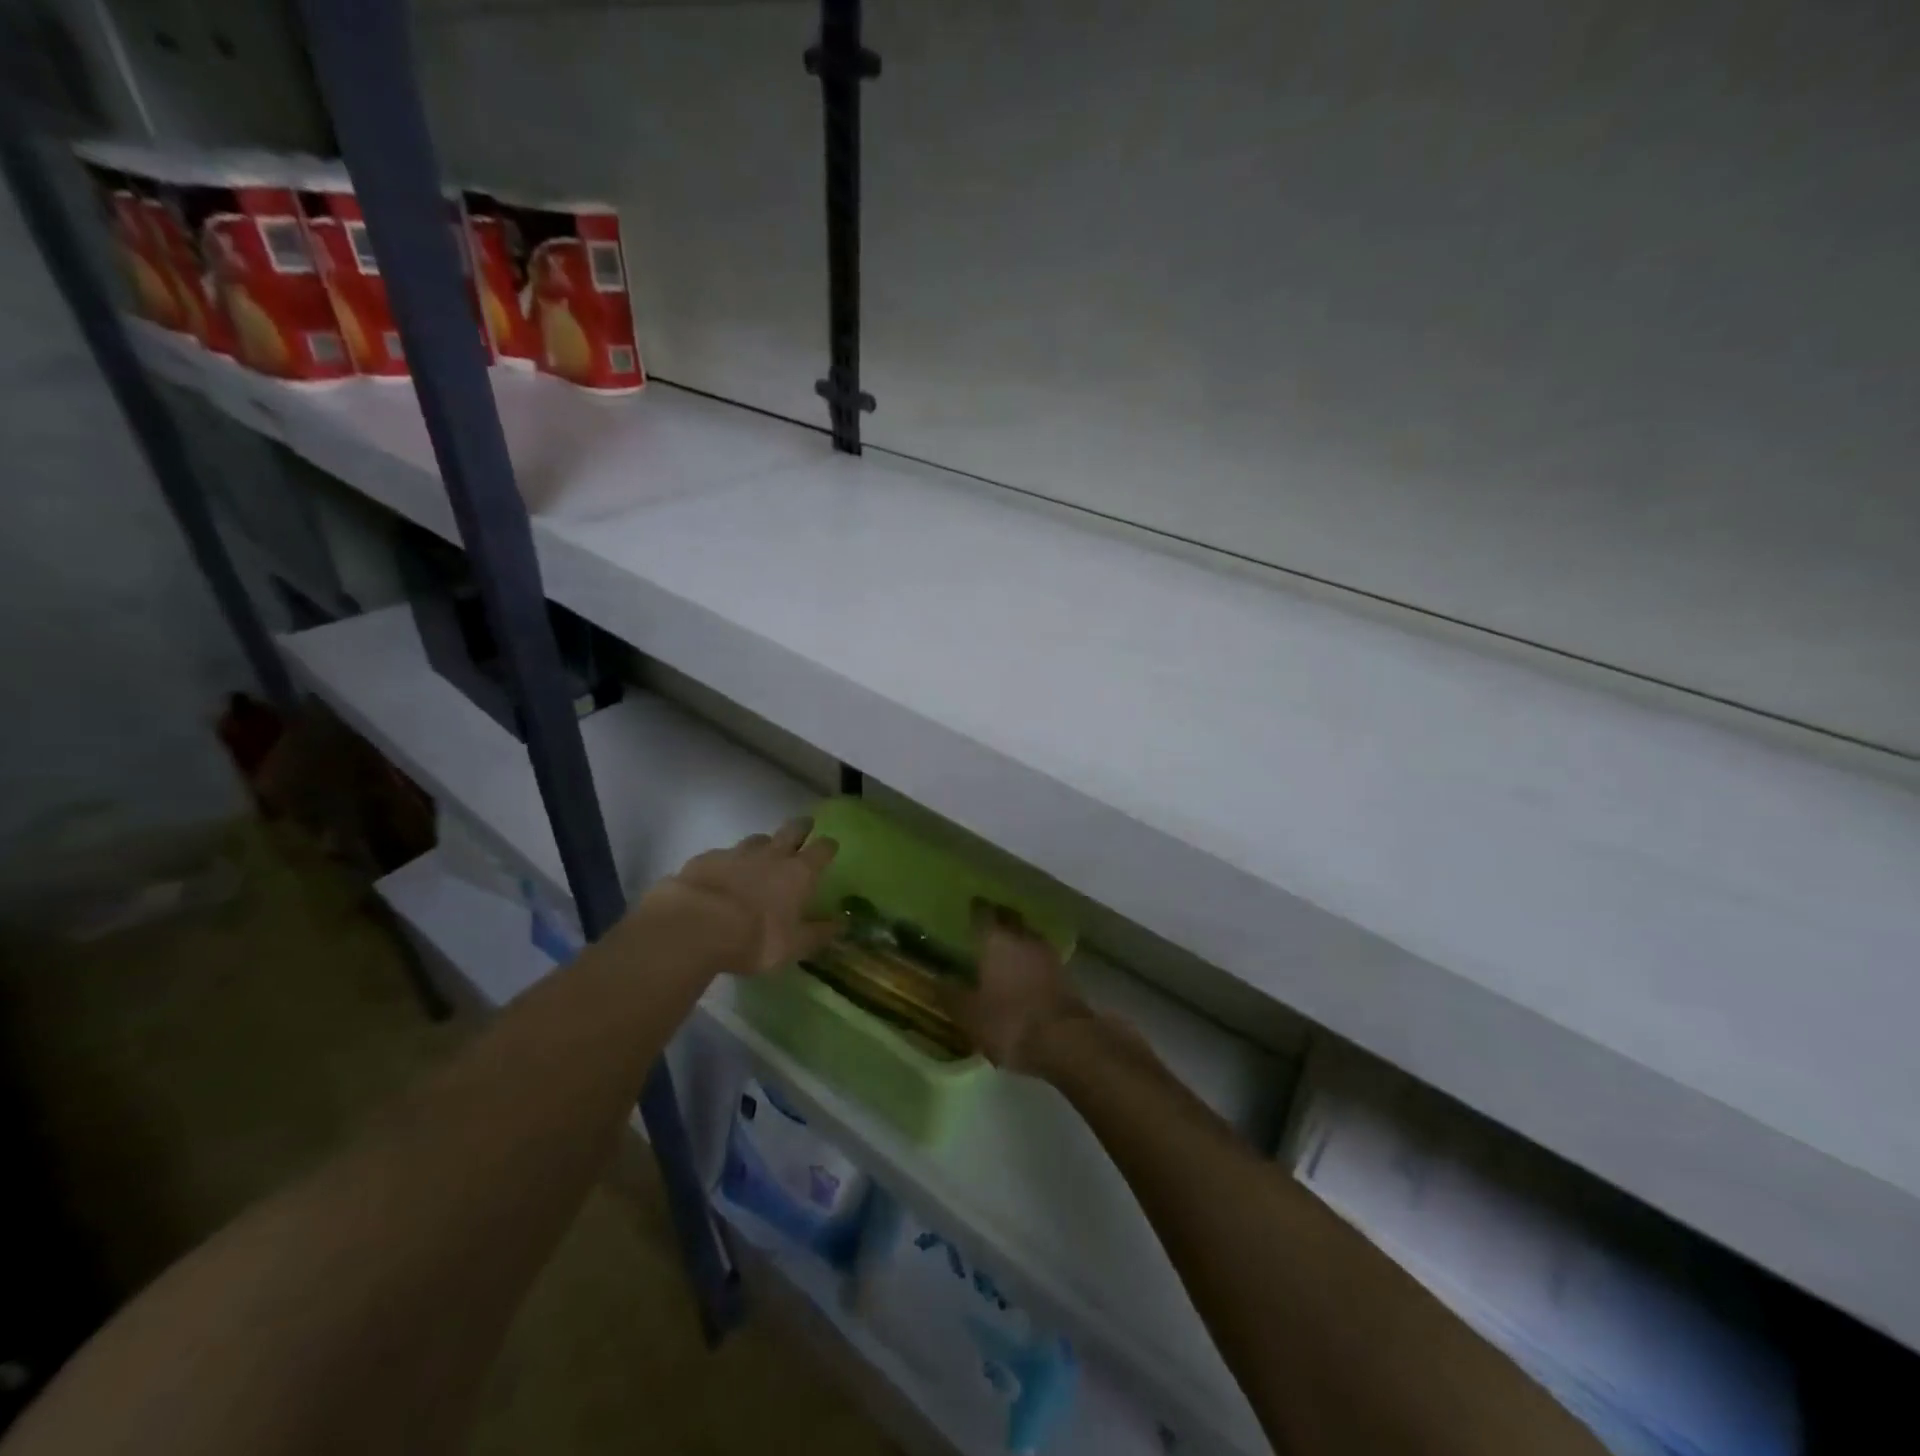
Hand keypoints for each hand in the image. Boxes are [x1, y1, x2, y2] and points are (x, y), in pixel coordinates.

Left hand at [645, 818, 839, 975]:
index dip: (828, 847)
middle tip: (805, 826)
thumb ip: (818, 933)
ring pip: (756, 839)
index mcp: (798, 873)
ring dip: (763, 844)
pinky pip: (723, 854)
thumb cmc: (754, 937)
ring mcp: (736, 853)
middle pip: (792, 830)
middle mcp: (771, 855)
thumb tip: (841, 924)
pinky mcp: (706, 858)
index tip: (831, 846)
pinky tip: (721, 874)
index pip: (822, 849)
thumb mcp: (793, 945)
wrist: (694, 925)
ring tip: (762, 852)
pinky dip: (727, 861)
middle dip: (801, 827)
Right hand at [951, 903, 1090, 1071]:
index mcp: (996, 940)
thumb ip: (952, 996)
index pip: (983, 913)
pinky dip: (1031, 960)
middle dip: (999, 919)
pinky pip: (1041, 956)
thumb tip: (937, 982)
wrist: (1065, 1041)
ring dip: (1017, 938)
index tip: (970, 908)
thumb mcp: (970, 1015)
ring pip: (1028, 936)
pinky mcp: (1064, 973)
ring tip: (1004, 947)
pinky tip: (1024, 971)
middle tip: (987, 924)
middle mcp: (1023, 938)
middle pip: (1010, 919)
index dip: (976, 910)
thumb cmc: (1009, 1022)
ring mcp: (1047, 954)